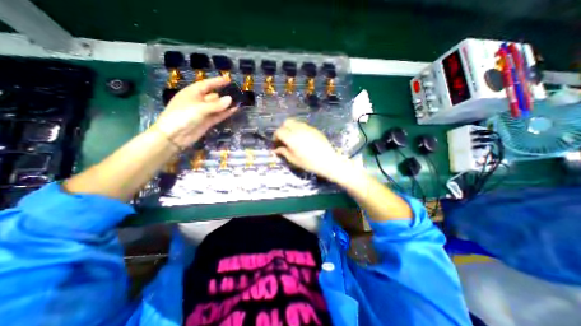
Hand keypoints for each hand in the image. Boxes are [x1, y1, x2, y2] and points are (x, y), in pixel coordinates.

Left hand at [154, 76, 237, 148]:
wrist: (174, 136)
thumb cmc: (182, 116)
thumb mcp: (199, 108)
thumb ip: (216, 105)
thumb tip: (230, 99)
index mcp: (192, 93)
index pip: (207, 84)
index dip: (217, 82)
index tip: (228, 79)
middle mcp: (198, 101)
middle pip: (213, 96)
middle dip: (223, 94)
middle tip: (236, 92)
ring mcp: (204, 112)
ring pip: (217, 106)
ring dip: (226, 104)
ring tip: (238, 101)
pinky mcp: (208, 122)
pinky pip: (219, 115)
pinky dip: (226, 113)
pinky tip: (234, 110)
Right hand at [275, 120, 345, 179]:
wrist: (327, 161)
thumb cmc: (309, 163)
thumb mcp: (293, 159)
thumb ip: (283, 152)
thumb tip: (276, 150)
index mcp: (291, 138)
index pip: (279, 132)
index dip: (275, 137)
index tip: (276, 143)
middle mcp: (298, 129)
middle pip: (286, 123)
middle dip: (282, 129)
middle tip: (284, 138)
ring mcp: (307, 128)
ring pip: (295, 122)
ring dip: (291, 128)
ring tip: (293, 138)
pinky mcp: (314, 129)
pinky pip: (303, 125)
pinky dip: (299, 129)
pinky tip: (302, 138)